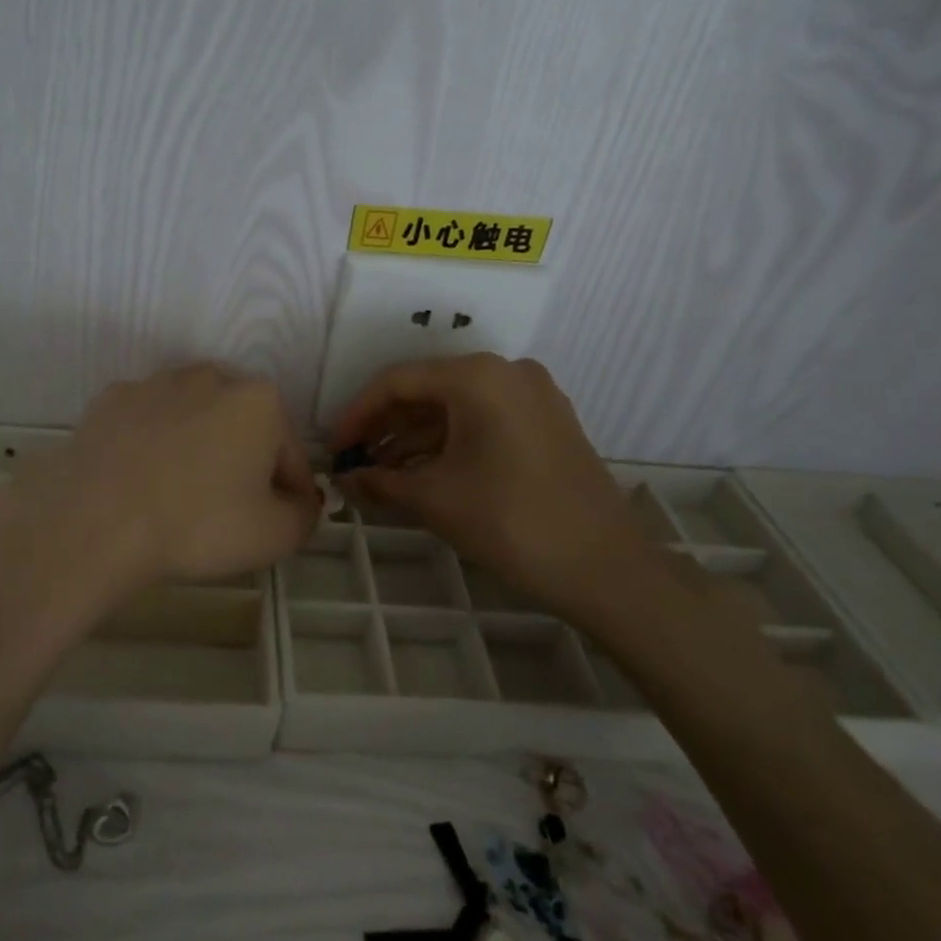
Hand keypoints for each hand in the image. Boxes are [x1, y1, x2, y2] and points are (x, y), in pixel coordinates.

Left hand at [0, 364, 320, 600]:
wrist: (96, 521)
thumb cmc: (198, 524)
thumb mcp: (275, 535)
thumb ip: (306, 514)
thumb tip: (301, 501)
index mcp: (259, 400)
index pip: (292, 455)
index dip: (290, 496)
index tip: (274, 526)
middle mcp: (210, 376)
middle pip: (243, 429)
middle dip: (243, 465)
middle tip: (226, 514)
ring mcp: (155, 383)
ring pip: (194, 422)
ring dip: (198, 451)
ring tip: (179, 498)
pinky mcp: (111, 399)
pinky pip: (148, 425)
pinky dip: (153, 446)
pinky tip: (141, 481)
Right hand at [333, 355, 655, 626]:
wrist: (605, 568)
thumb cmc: (511, 521)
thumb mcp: (435, 499)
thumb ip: (381, 481)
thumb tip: (345, 480)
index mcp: (477, 377)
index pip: (397, 382)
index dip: (357, 414)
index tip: (334, 447)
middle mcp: (506, 372)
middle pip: (428, 391)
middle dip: (386, 427)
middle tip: (355, 461)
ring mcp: (533, 396)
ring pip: (456, 407)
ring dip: (415, 438)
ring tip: (381, 473)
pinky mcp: (547, 422)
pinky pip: (483, 421)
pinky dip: (449, 443)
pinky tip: (422, 472)